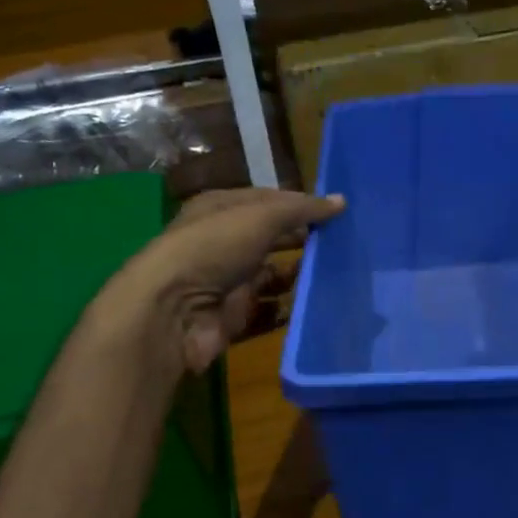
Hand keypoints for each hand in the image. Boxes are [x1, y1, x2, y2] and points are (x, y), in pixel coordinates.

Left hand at [104, 188, 344, 372]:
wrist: (173, 311)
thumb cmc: (214, 248)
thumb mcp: (260, 217)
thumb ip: (301, 209)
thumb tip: (341, 201)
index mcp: (220, 209)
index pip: (267, 201)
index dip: (299, 204)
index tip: (336, 211)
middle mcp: (223, 243)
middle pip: (271, 238)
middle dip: (303, 240)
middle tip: (344, 243)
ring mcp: (228, 282)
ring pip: (272, 275)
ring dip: (299, 275)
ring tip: (338, 273)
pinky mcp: (234, 316)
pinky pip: (269, 311)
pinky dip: (290, 309)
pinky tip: (319, 305)